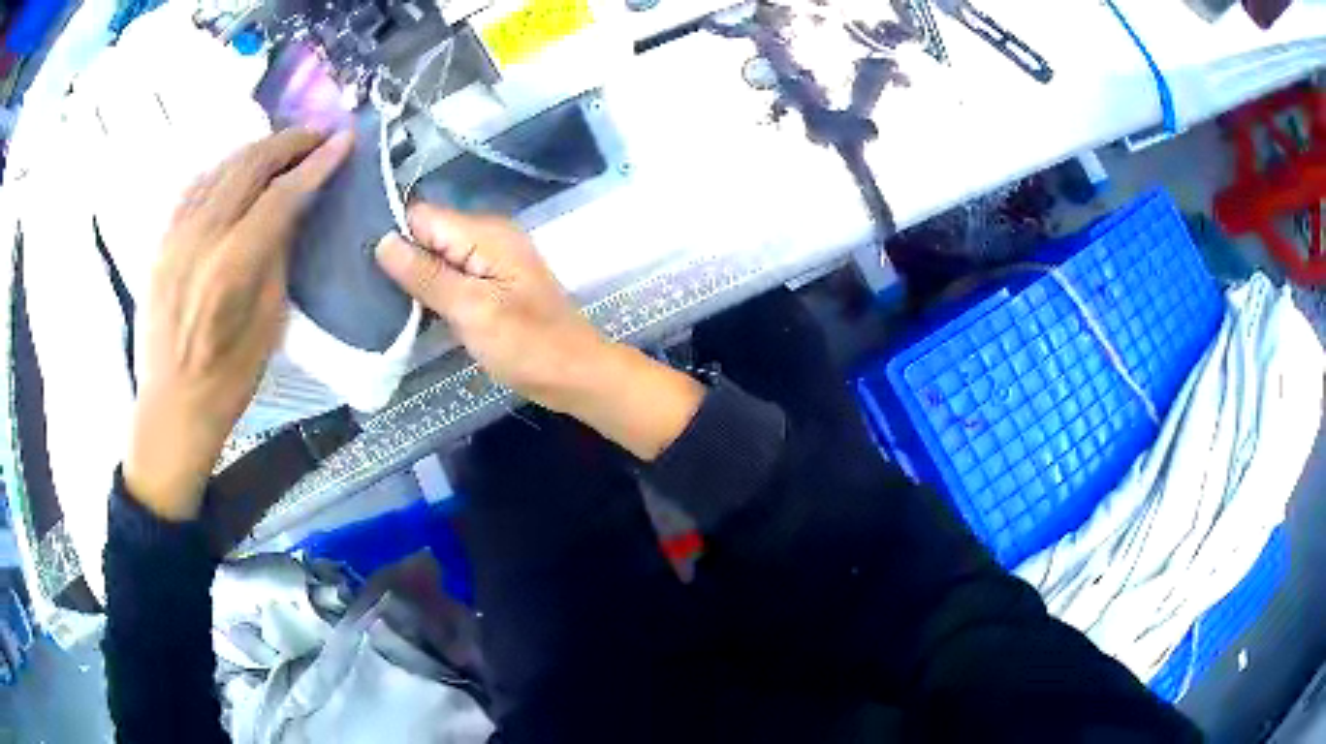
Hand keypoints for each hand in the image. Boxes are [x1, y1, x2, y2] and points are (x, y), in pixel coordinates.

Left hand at [124, 128, 353, 520]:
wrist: (171, 407)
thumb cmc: (228, 380)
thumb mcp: (269, 323)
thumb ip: (278, 256)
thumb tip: (293, 209)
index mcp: (231, 268)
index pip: (281, 195)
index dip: (316, 165)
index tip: (344, 142)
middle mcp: (199, 239)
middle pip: (249, 166)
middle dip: (289, 143)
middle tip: (318, 137)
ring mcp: (175, 235)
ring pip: (221, 167)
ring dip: (258, 150)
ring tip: (285, 147)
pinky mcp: (161, 240)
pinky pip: (196, 186)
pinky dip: (225, 168)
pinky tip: (240, 169)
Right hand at [376, 204, 703, 459]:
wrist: (574, 374)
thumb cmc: (527, 345)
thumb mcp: (471, 310)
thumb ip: (426, 275)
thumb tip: (382, 242)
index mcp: (484, 233)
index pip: (421, 216)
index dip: (391, 234)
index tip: (357, 260)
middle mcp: (486, 236)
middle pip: (427, 234)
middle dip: (398, 256)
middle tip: (360, 285)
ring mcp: (489, 260)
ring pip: (436, 256)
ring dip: (411, 276)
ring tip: (374, 298)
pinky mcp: (489, 283)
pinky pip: (450, 275)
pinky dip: (430, 289)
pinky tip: (406, 308)